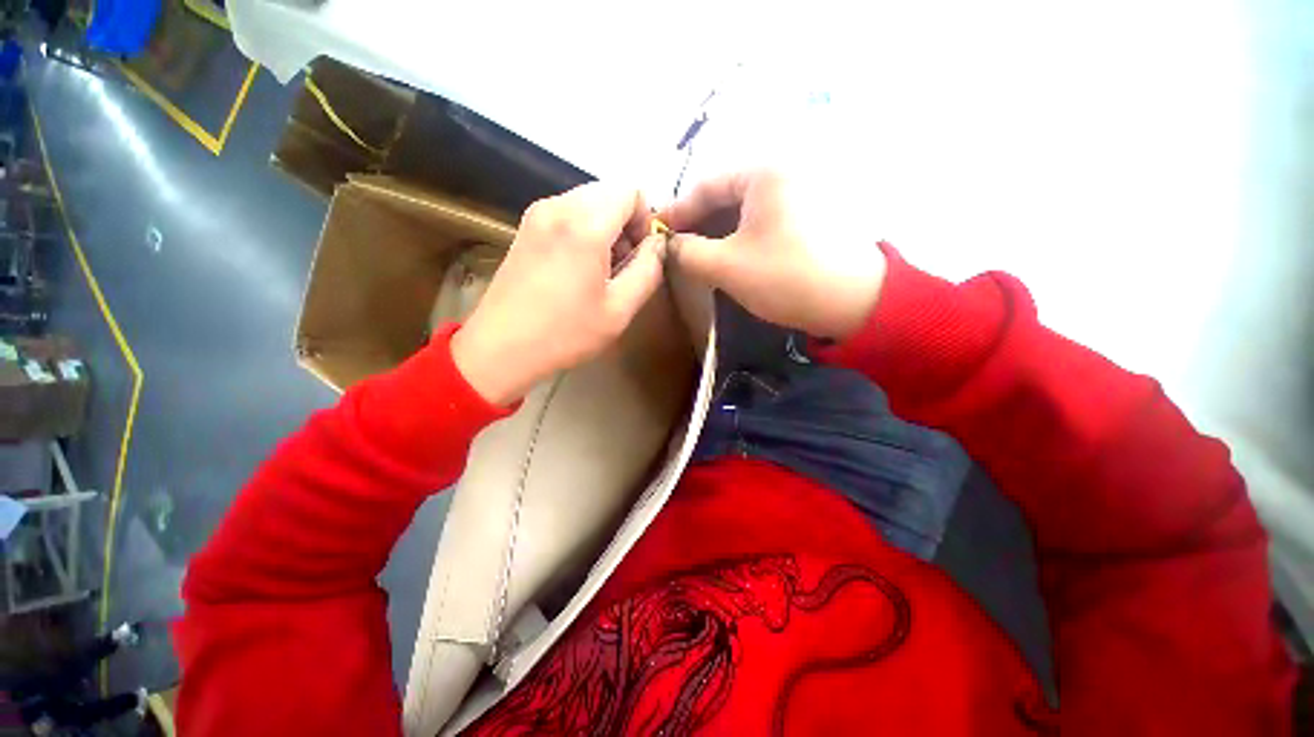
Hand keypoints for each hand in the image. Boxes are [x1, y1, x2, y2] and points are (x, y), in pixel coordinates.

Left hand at [451, 183, 665, 405]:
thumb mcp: (620, 309)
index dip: (645, 220)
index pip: (630, 191)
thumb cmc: (566, 332)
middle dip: (626, 223)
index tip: (641, 255)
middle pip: (609, 193)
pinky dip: (583, 230)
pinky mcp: (525, 226)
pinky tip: (578, 267)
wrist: (501, 347)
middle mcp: (558, 206)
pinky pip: (567, 212)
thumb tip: (658, 244)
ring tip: (601, 269)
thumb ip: (648, 270)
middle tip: (623, 265)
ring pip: (588, 201)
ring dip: (605, 228)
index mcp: (584, 224)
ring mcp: (537, 214)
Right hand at [661, 170, 885, 339]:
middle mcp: (784, 175)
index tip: (657, 233)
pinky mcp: (808, 219)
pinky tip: (729, 257)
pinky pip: (762, 222)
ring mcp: (800, 196)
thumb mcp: (727, 266)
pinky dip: (739, 238)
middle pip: (726, 196)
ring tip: (697, 256)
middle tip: (676, 248)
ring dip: (718, 233)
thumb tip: (665, 245)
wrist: (854, 302)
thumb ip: (687, 252)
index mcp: (764, 173)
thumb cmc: (785, 277)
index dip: (678, 211)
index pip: (706, 186)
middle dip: (698, 223)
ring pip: (744, 212)